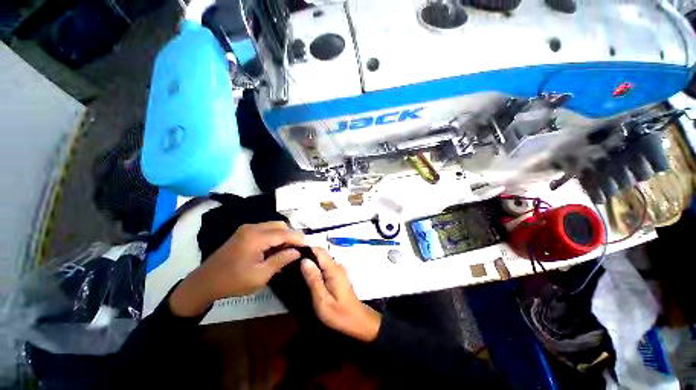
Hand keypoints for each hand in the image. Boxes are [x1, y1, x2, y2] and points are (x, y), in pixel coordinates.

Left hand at [170, 222, 304, 316]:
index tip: (309, 245)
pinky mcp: (244, 232)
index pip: (284, 233)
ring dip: (284, 236)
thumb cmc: (232, 282)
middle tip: (298, 249)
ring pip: (274, 226)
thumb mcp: (260, 275)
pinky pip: (266, 229)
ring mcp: (247, 228)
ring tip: (289, 250)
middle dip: (292, 236)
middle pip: (280, 226)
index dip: (298, 238)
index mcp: (255, 237)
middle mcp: (252, 227)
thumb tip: (297, 252)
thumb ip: (281, 260)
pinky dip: (275, 236)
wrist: (204, 282)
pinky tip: (277, 248)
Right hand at [300, 248, 381, 342]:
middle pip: (320, 254)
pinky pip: (324, 266)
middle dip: (306, 256)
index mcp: (333, 269)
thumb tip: (304, 260)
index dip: (305, 250)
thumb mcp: (322, 300)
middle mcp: (336, 265)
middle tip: (290, 265)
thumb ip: (313, 280)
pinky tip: (307, 277)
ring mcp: (338, 269)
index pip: (319, 251)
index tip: (291, 255)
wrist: (356, 321)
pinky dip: (315, 268)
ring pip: (321, 259)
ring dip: (310, 262)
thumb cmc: (339, 314)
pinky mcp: (337, 274)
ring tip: (295, 270)